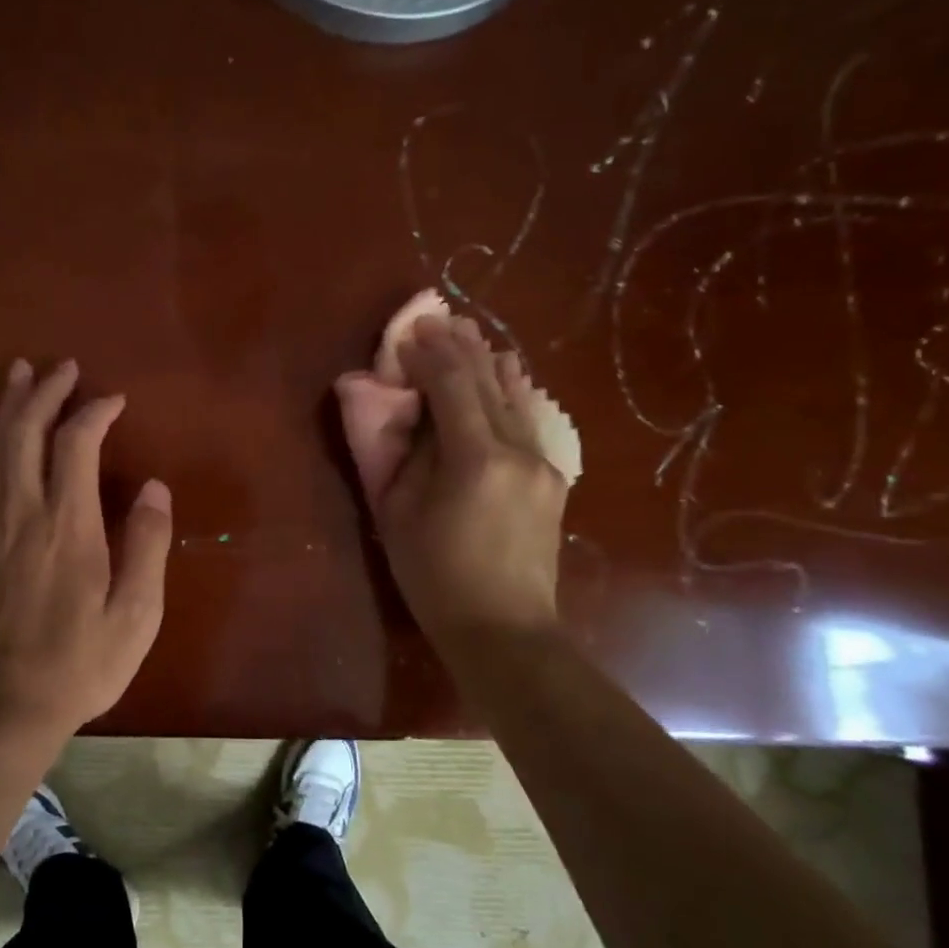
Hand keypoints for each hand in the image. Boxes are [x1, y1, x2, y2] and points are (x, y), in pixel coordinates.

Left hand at [0, 358, 172, 736]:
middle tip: (63, 366)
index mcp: (70, 525)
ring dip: (7, 405)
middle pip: (27, 432)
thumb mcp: (137, 613)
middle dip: (46, 392)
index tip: (114, 400)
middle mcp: (23, 512)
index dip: (95, 412)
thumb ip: (147, 545)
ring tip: (18, 372)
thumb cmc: (82, 662)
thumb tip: (153, 487)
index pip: (77, 444)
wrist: (6, 705)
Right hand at [334, 314, 566, 649]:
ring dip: (486, 361)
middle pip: (487, 380)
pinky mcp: (551, 476)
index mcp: (475, 458)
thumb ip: (399, 454)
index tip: (407, 333)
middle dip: (459, 346)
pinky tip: (504, 372)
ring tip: (468, 334)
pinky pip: (526, 418)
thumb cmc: (435, 577)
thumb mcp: (398, 515)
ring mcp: (542, 461)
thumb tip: (400, 408)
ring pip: (513, 395)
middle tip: (436, 319)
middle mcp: (517, 448)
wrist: (504, 628)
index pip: (452, 384)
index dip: (427, 353)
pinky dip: (508, 389)